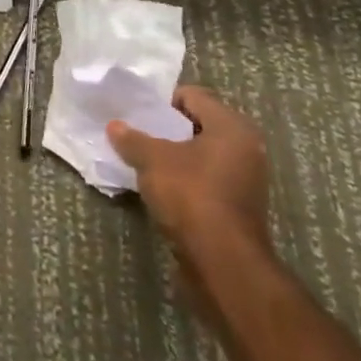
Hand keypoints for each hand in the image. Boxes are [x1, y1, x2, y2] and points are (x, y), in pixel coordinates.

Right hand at [108, 86, 271, 297]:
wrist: (223, 263)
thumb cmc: (191, 195)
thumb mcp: (152, 160)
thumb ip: (132, 139)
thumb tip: (114, 126)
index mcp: (232, 127)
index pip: (193, 96)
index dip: (163, 103)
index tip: (140, 116)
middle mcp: (246, 148)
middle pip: (199, 125)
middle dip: (168, 131)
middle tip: (140, 137)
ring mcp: (246, 181)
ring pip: (202, 156)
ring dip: (176, 158)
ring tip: (147, 165)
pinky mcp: (239, 208)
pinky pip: (207, 181)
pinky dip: (187, 181)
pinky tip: (163, 190)